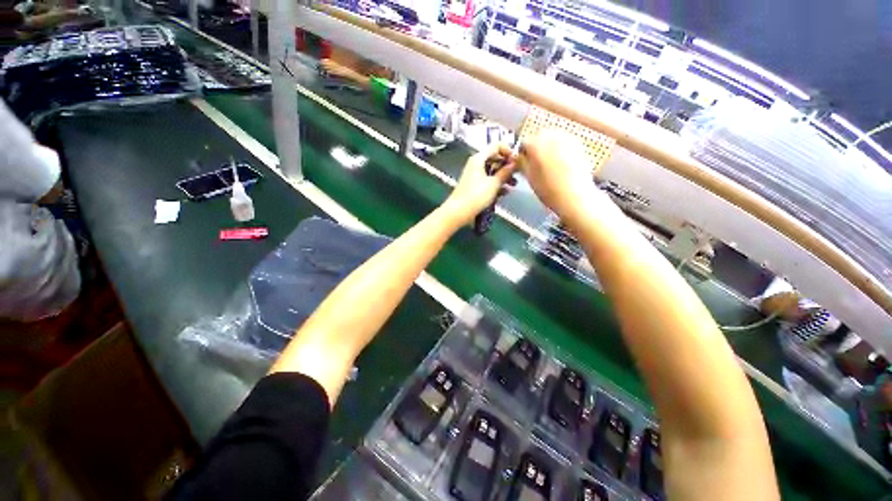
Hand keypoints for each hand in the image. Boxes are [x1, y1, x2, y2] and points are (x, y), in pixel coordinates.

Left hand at [442, 145, 516, 224]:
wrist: (459, 211)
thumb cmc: (476, 195)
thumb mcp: (494, 183)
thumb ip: (505, 172)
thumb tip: (514, 164)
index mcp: (479, 158)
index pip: (496, 146)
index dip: (508, 151)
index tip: (517, 161)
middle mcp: (476, 164)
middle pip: (494, 158)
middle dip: (507, 166)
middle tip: (517, 173)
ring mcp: (474, 175)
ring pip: (492, 171)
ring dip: (503, 177)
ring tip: (513, 185)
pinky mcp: (474, 185)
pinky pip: (487, 180)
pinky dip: (496, 184)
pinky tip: (504, 192)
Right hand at [517, 130, 602, 221]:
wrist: (574, 196)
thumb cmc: (548, 189)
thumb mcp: (528, 177)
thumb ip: (522, 163)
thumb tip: (519, 157)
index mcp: (535, 143)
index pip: (524, 143)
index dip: (522, 154)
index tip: (523, 163)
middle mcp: (551, 135)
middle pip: (539, 137)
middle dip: (536, 148)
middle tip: (536, 164)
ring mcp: (567, 138)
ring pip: (552, 138)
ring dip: (548, 148)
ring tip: (548, 165)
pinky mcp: (578, 144)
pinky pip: (564, 143)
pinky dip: (560, 150)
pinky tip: (560, 164)